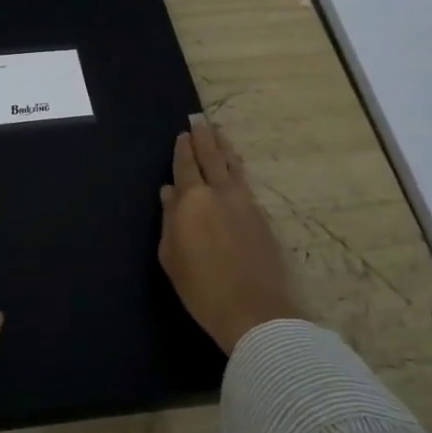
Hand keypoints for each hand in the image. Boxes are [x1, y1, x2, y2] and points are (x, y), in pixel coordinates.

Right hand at [159, 115, 305, 352]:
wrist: (254, 311)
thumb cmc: (201, 287)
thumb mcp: (171, 255)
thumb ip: (170, 219)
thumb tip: (169, 192)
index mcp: (192, 200)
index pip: (186, 165)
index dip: (183, 149)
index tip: (182, 134)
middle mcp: (220, 193)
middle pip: (212, 157)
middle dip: (205, 138)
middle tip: (201, 120)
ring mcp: (245, 204)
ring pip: (233, 167)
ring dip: (225, 149)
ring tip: (219, 134)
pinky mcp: (262, 218)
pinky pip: (245, 184)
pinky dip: (237, 170)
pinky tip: (235, 170)